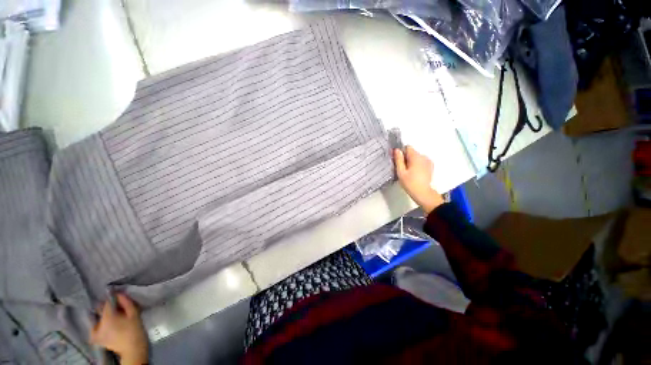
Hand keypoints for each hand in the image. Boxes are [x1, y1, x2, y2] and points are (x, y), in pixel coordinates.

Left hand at [90, 293, 148, 364]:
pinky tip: (106, 325)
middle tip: (116, 308)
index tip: (118, 297)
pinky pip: (94, 327)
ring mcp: (94, 332)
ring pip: (97, 318)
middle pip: (101, 310)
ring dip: (103, 315)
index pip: (107, 303)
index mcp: (107, 317)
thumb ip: (126, 302)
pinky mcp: (95, 338)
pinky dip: (99, 324)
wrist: (133, 349)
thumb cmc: (135, 330)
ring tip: (112, 316)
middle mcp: (98, 324)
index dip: (113, 298)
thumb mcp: (134, 314)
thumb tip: (119, 294)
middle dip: (107, 308)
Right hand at [394, 146, 443, 214]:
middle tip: (402, 169)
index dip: (401, 152)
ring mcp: (428, 161)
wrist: (423, 193)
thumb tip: (396, 150)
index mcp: (416, 157)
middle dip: (406, 158)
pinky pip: (421, 161)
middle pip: (412, 152)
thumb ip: (398, 160)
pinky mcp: (430, 166)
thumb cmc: (410, 183)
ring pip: (416, 157)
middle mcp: (423, 157)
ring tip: (408, 172)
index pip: (407, 147)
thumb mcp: (401, 172)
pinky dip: (417, 165)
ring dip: (411, 162)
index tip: (398, 160)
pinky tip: (415, 173)